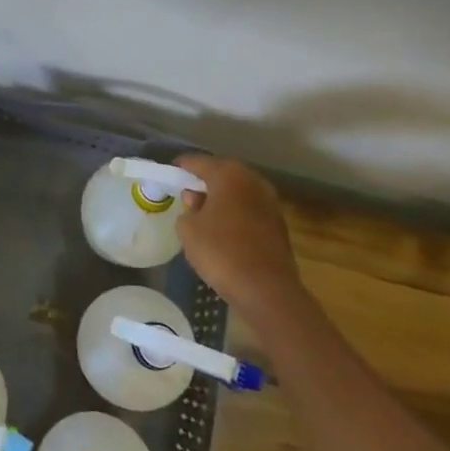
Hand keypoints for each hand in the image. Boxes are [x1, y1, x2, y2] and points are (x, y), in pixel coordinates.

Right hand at [174, 153, 301, 316]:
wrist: (267, 289)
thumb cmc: (221, 252)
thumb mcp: (188, 230)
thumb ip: (188, 209)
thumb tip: (196, 200)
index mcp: (228, 175)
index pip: (199, 162)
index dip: (183, 166)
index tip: (171, 171)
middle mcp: (252, 181)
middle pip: (223, 172)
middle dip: (205, 178)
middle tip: (188, 189)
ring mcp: (269, 201)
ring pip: (239, 189)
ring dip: (223, 195)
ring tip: (205, 208)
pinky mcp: (278, 222)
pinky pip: (250, 207)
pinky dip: (236, 210)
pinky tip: (225, 225)